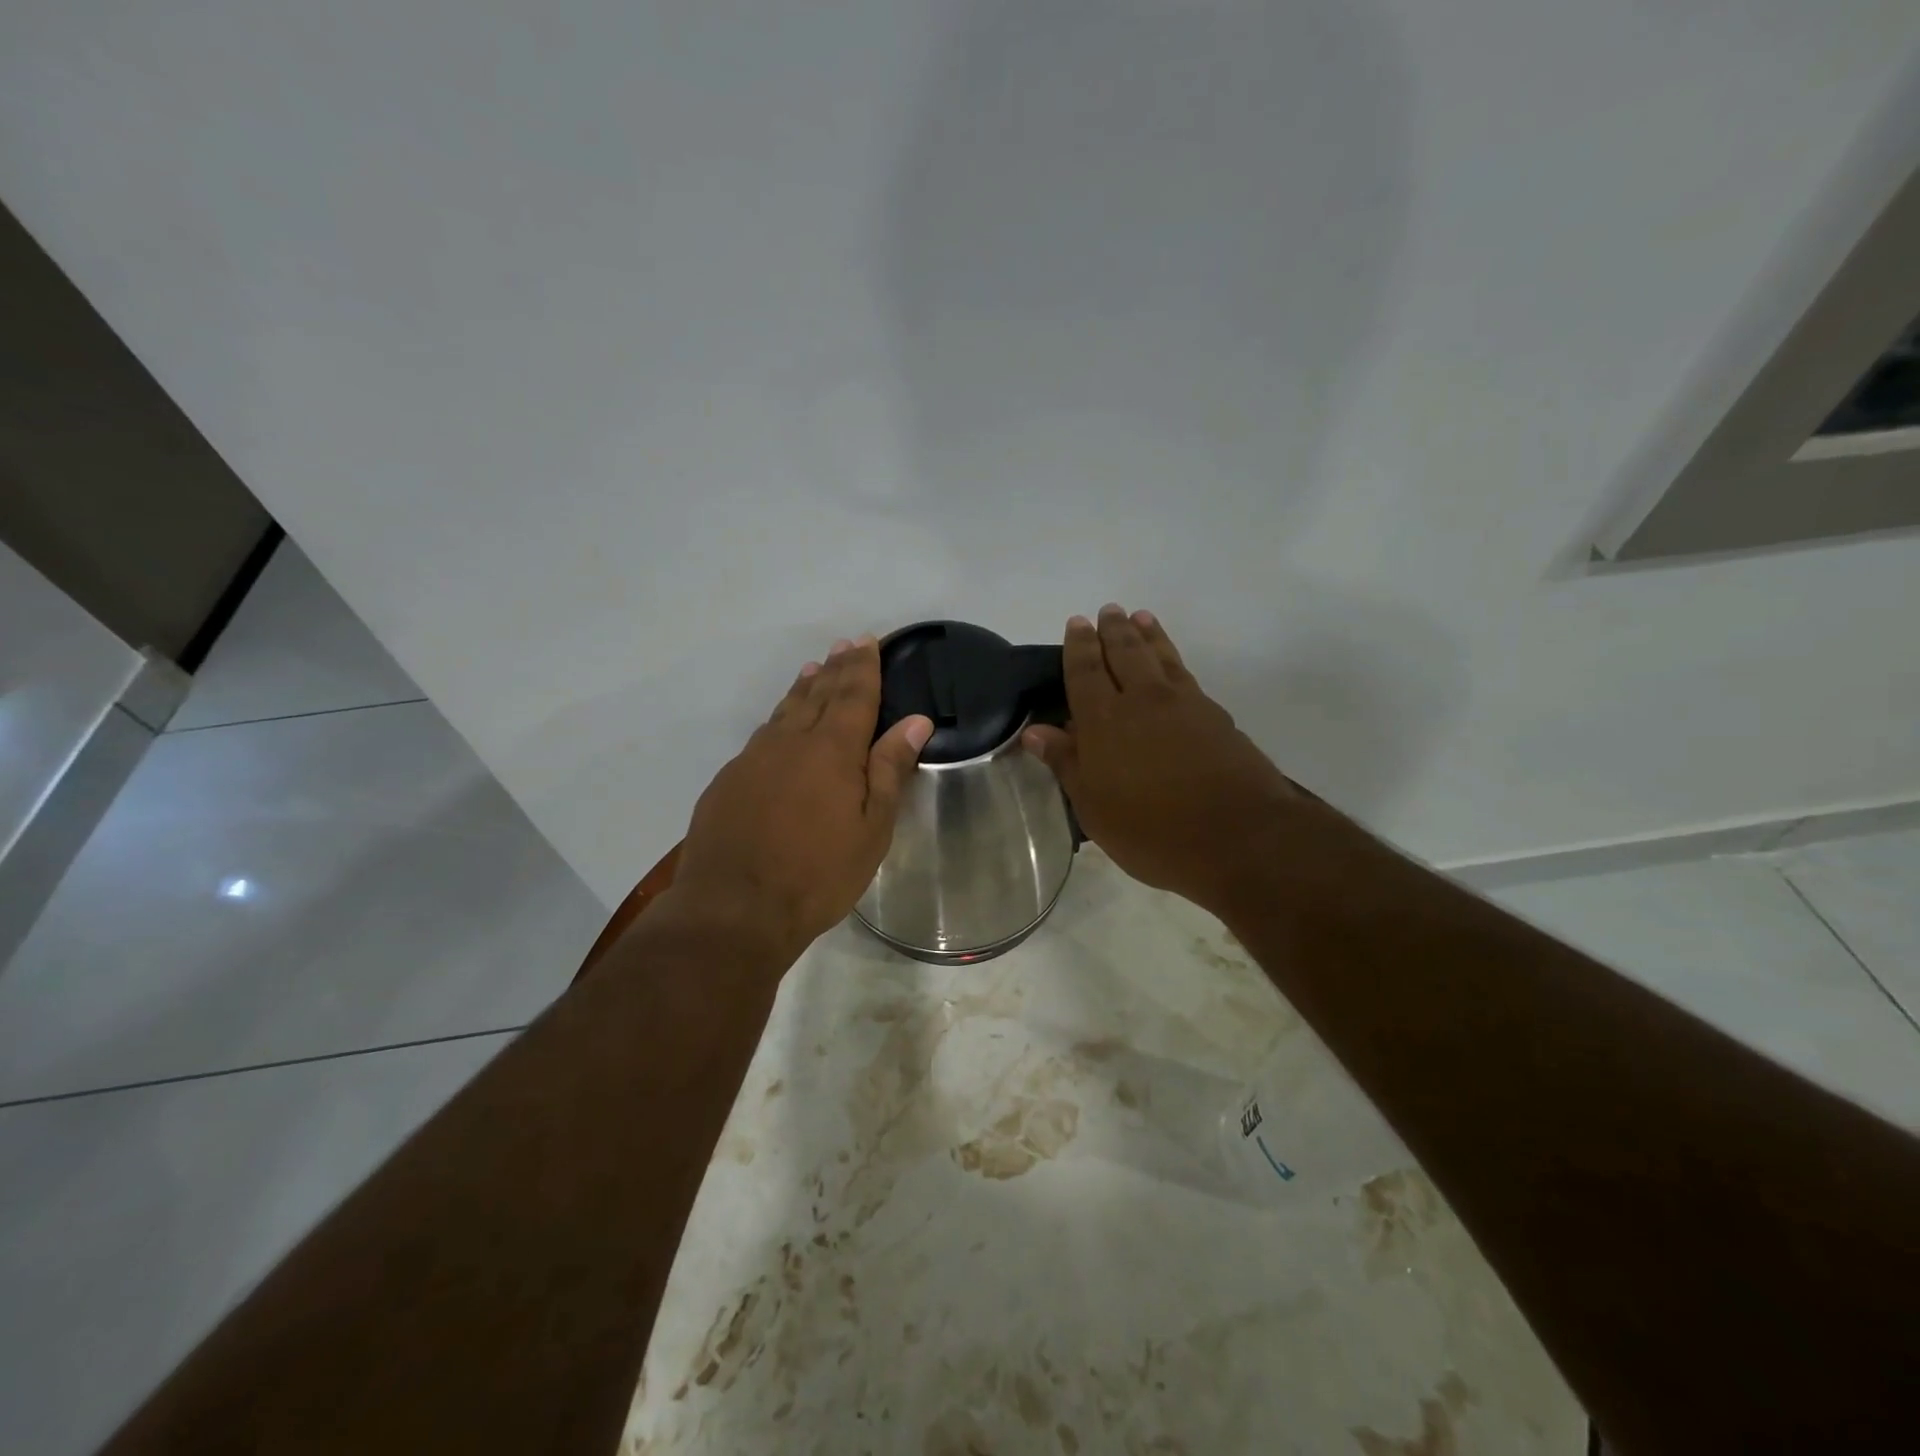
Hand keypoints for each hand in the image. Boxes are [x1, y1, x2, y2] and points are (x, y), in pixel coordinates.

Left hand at [673, 636, 932, 955]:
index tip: (868, 641)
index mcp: (832, 750)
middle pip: (818, 694)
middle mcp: (790, 742)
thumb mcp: (871, 828)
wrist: (734, 909)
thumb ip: (890, 769)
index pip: (853, 695)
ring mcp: (753, 759)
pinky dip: (778, 718)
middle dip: (836, 668)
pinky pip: (762, 736)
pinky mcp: (728, 780)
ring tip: (814, 669)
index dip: (863, 667)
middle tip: (845, 644)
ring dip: (804, 687)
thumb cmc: (818, 873)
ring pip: (785, 711)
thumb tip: (915, 721)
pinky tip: (780, 724)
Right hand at [1022, 605, 1296, 916]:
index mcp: (1104, 721)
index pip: (1085, 672)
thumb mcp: (1094, 807)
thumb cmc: (1152, 830)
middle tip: (1108, 611)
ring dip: (1148, 634)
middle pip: (1125, 653)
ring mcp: (1184, 704)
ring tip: (1140, 617)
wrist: (1239, 836)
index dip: (1079, 647)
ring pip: (1160, 656)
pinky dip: (1173, 657)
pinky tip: (1172, 662)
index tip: (1077, 623)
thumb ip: (1066, 763)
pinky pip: (1185, 673)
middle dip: (1113, 630)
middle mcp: (1142, 700)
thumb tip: (1034, 731)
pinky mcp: (1215, 716)